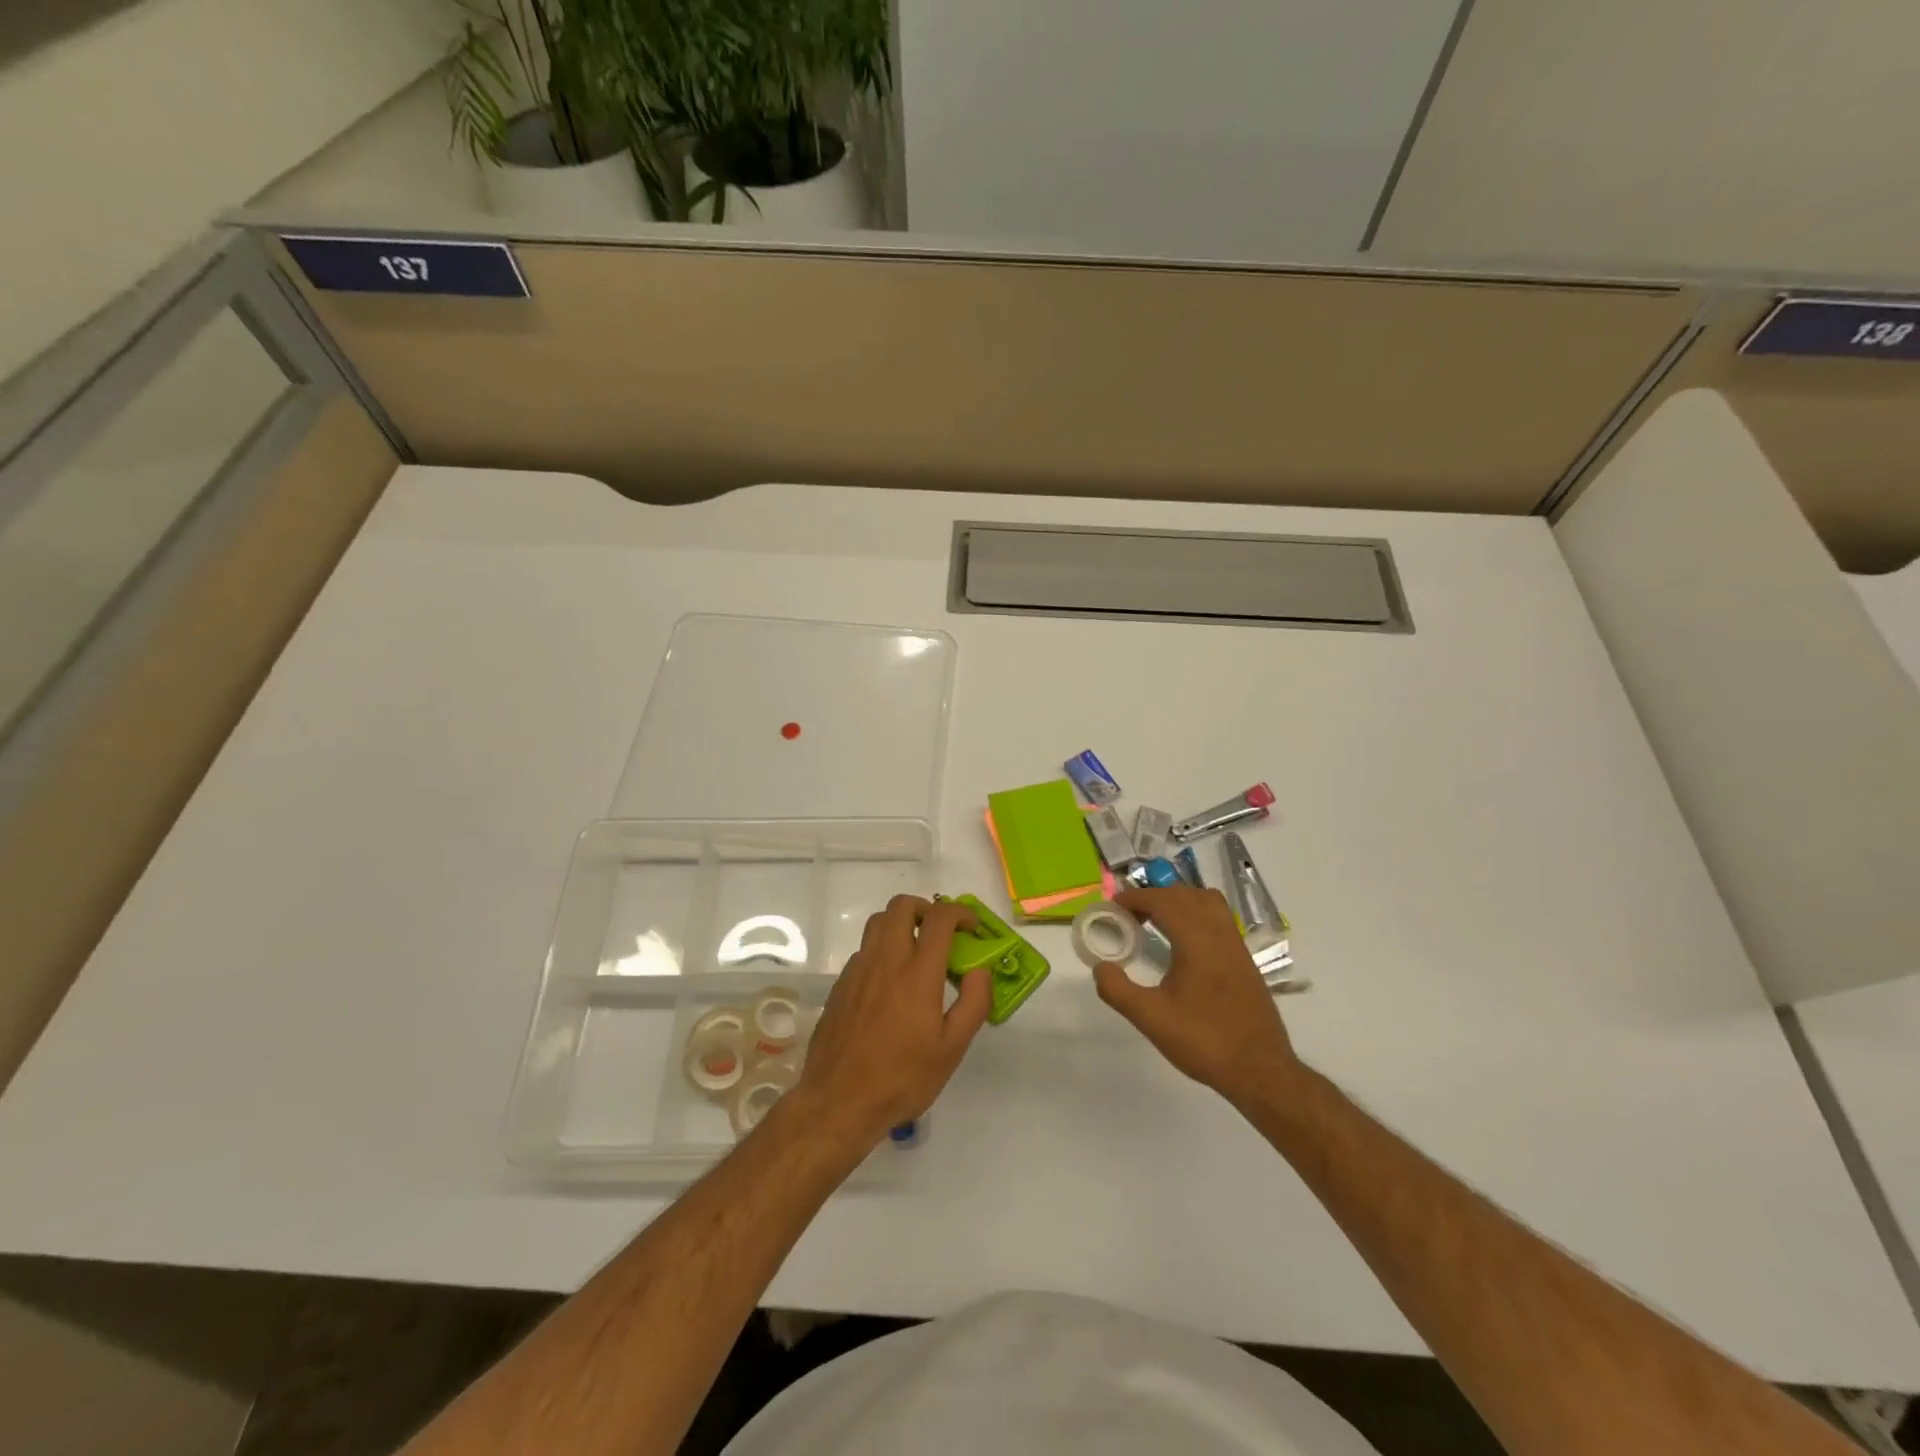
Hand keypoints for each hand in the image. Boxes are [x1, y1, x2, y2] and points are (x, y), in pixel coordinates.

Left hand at [794, 895, 991, 1152]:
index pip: (939, 918)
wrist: (839, 1102)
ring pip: (878, 923)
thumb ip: (973, 1004)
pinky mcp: (841, 984)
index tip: (972, 927)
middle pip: (902, 906)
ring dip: (901, 924)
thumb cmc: (902, 1078)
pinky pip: (864, 950)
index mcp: (917, 973)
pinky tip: (891, 984)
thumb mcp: (952, 1049)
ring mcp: (858, 970)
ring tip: (917, 952)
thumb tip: (980, 971)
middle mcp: (886, 960)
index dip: (960, 913)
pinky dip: (882, 950)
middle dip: (927, 908)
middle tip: (941, 933)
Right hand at [1091, 886, 1302, 1108]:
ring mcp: (1236, 945)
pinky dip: (1196, 914)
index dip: (1135, 898)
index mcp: (1196, 941)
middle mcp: (1219, 934)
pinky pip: (1218, 918)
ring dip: (1178, 901)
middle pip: (1184, 895)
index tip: (1113, 906)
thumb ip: (1118, 990)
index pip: (1163, 901)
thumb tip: (1101, 967)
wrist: (1260, 1070)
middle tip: (1129, 916)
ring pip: (1206, 902)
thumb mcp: (1152, 1019)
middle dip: (1154, 897)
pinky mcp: (1244, 959)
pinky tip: (1183, 942)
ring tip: (1156, 921)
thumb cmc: (1204, 1041)